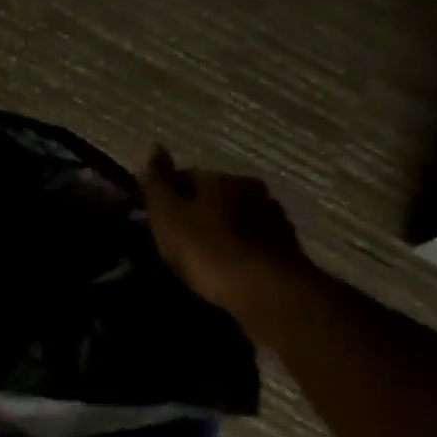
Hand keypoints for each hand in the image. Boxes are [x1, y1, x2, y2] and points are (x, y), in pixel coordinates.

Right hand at [137, 145, 313, 329]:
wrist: (263, 290)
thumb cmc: (207, 249)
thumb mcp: (169, 214)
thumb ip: (158, 183)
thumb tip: (152, 145)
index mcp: (222, 178)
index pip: (187, 175)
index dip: (166, 193)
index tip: (151, 214)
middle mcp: (252, 190)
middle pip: (214, 196)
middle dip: (195, 211)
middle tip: (173, 236)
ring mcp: (273, 219)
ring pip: (235, 219)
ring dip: (218, 230)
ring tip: (198, 254)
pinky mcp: (285, 249)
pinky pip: (250, 243)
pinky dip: (236, 250)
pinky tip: (224, 268)